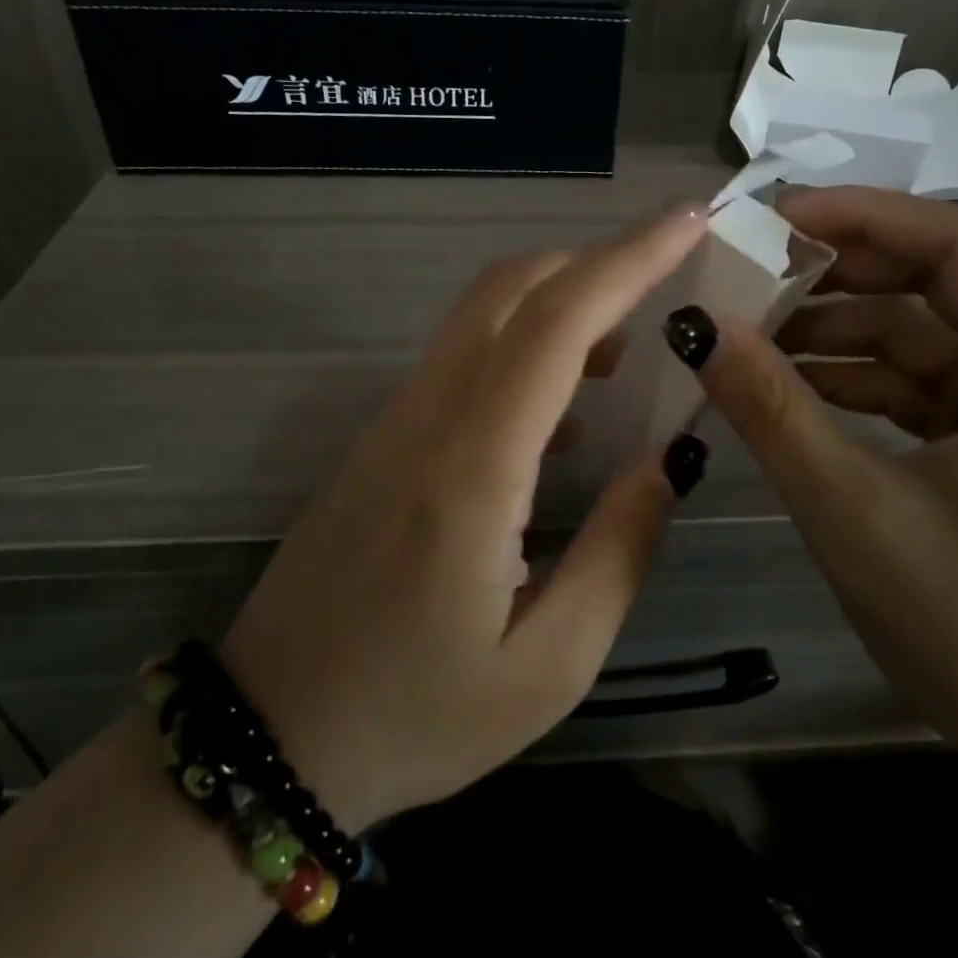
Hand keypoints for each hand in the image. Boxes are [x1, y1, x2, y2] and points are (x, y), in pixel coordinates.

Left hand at [223, 206, 709, 829]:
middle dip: (595, 261)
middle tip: (668, 276)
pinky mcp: (384, 437)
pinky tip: (566, 404)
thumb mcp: (549, 664)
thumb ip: (619, 551)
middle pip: (510, 289)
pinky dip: (525, 344)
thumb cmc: (415, 714)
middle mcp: (429, 416)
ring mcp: (396, 419)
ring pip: (483, 315)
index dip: (627, 261)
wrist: (270, 735)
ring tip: (630, 346)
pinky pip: (462, 358)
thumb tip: (669, 463)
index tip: (687, 222)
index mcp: (473, 466)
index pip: (557, 324)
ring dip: (560, 301)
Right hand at [666, 187, 957, 776]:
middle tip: (744, 277)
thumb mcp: (857, 516)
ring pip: (920, 336)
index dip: (865, 217)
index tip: (773, 218)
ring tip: (746, 339)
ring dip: (834, 333)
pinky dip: (852, 381)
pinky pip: (917, 386)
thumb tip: (698, 327)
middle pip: (938, 284)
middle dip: (838, 277)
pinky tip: (785, 388)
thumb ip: (773, 412)